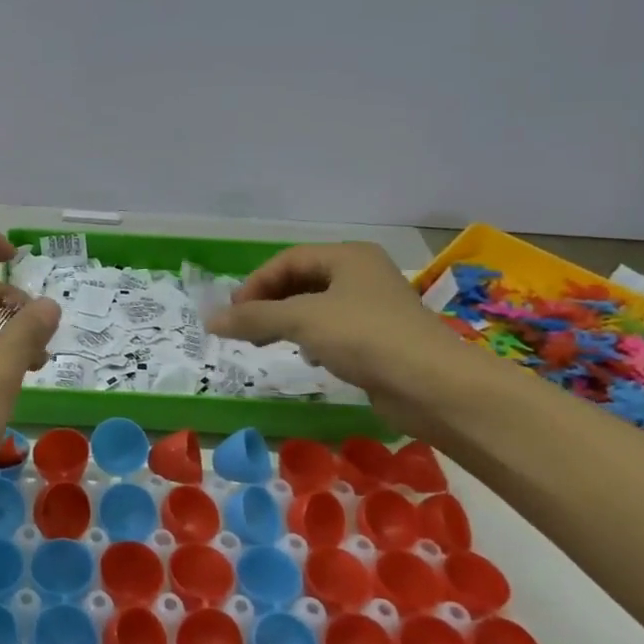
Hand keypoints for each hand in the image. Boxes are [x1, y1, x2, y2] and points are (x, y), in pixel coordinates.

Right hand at [205, 242, 467, 429]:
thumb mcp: (302, 321)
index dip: (256, 283)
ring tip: (266, 343)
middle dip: (269, 303)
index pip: (288, 260)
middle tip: (244, 327)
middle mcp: (362, 275)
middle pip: (302, 281)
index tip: (233, 312)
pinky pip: (335, 331)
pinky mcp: (380, 340)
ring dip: (288, 322)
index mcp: (348, 257)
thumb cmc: (366, 337)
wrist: (434, 386)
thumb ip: (254, 318)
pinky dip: (312, 340)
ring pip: (317, 307)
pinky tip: (307, 359)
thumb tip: (209, 318)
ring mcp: (374, 308)